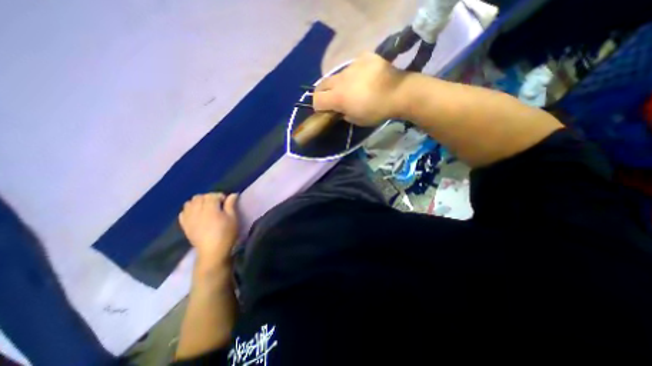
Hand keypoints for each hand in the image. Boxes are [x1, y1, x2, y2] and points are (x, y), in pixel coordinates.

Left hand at [177, 193, 238, 271]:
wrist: (213, 252)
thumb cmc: (226, 233)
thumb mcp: (233, 218)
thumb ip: (231, 205)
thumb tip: (233, 194)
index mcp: (210, 208)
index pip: (212, 195)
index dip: (220, 196)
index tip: (226, 202)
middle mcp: (197, 211)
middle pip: (200, 197)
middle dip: (209, 197)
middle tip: (217, 204)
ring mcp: (188, 218)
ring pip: (189, 203)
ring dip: (198, 202)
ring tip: (206, 208)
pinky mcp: (184, 225)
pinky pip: (183, 212)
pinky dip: (189, 210)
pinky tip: (196, 214)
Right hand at [312, 52, 406, 126]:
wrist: (399, 93)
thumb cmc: (376, 111)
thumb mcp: (356, 120)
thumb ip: (343, 114)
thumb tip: (340, 110)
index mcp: (338, 96)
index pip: (316, 100)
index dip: (318, 107)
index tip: (325, 111)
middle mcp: (340, 79)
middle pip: (322, 84)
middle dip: (323, 93)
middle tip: (333, 100)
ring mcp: (352, 65)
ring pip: (338, 75)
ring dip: (340, 83)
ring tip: (354, 88)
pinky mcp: (364, 57)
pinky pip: (354, 65)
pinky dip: (356, 73)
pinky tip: (366, 78)